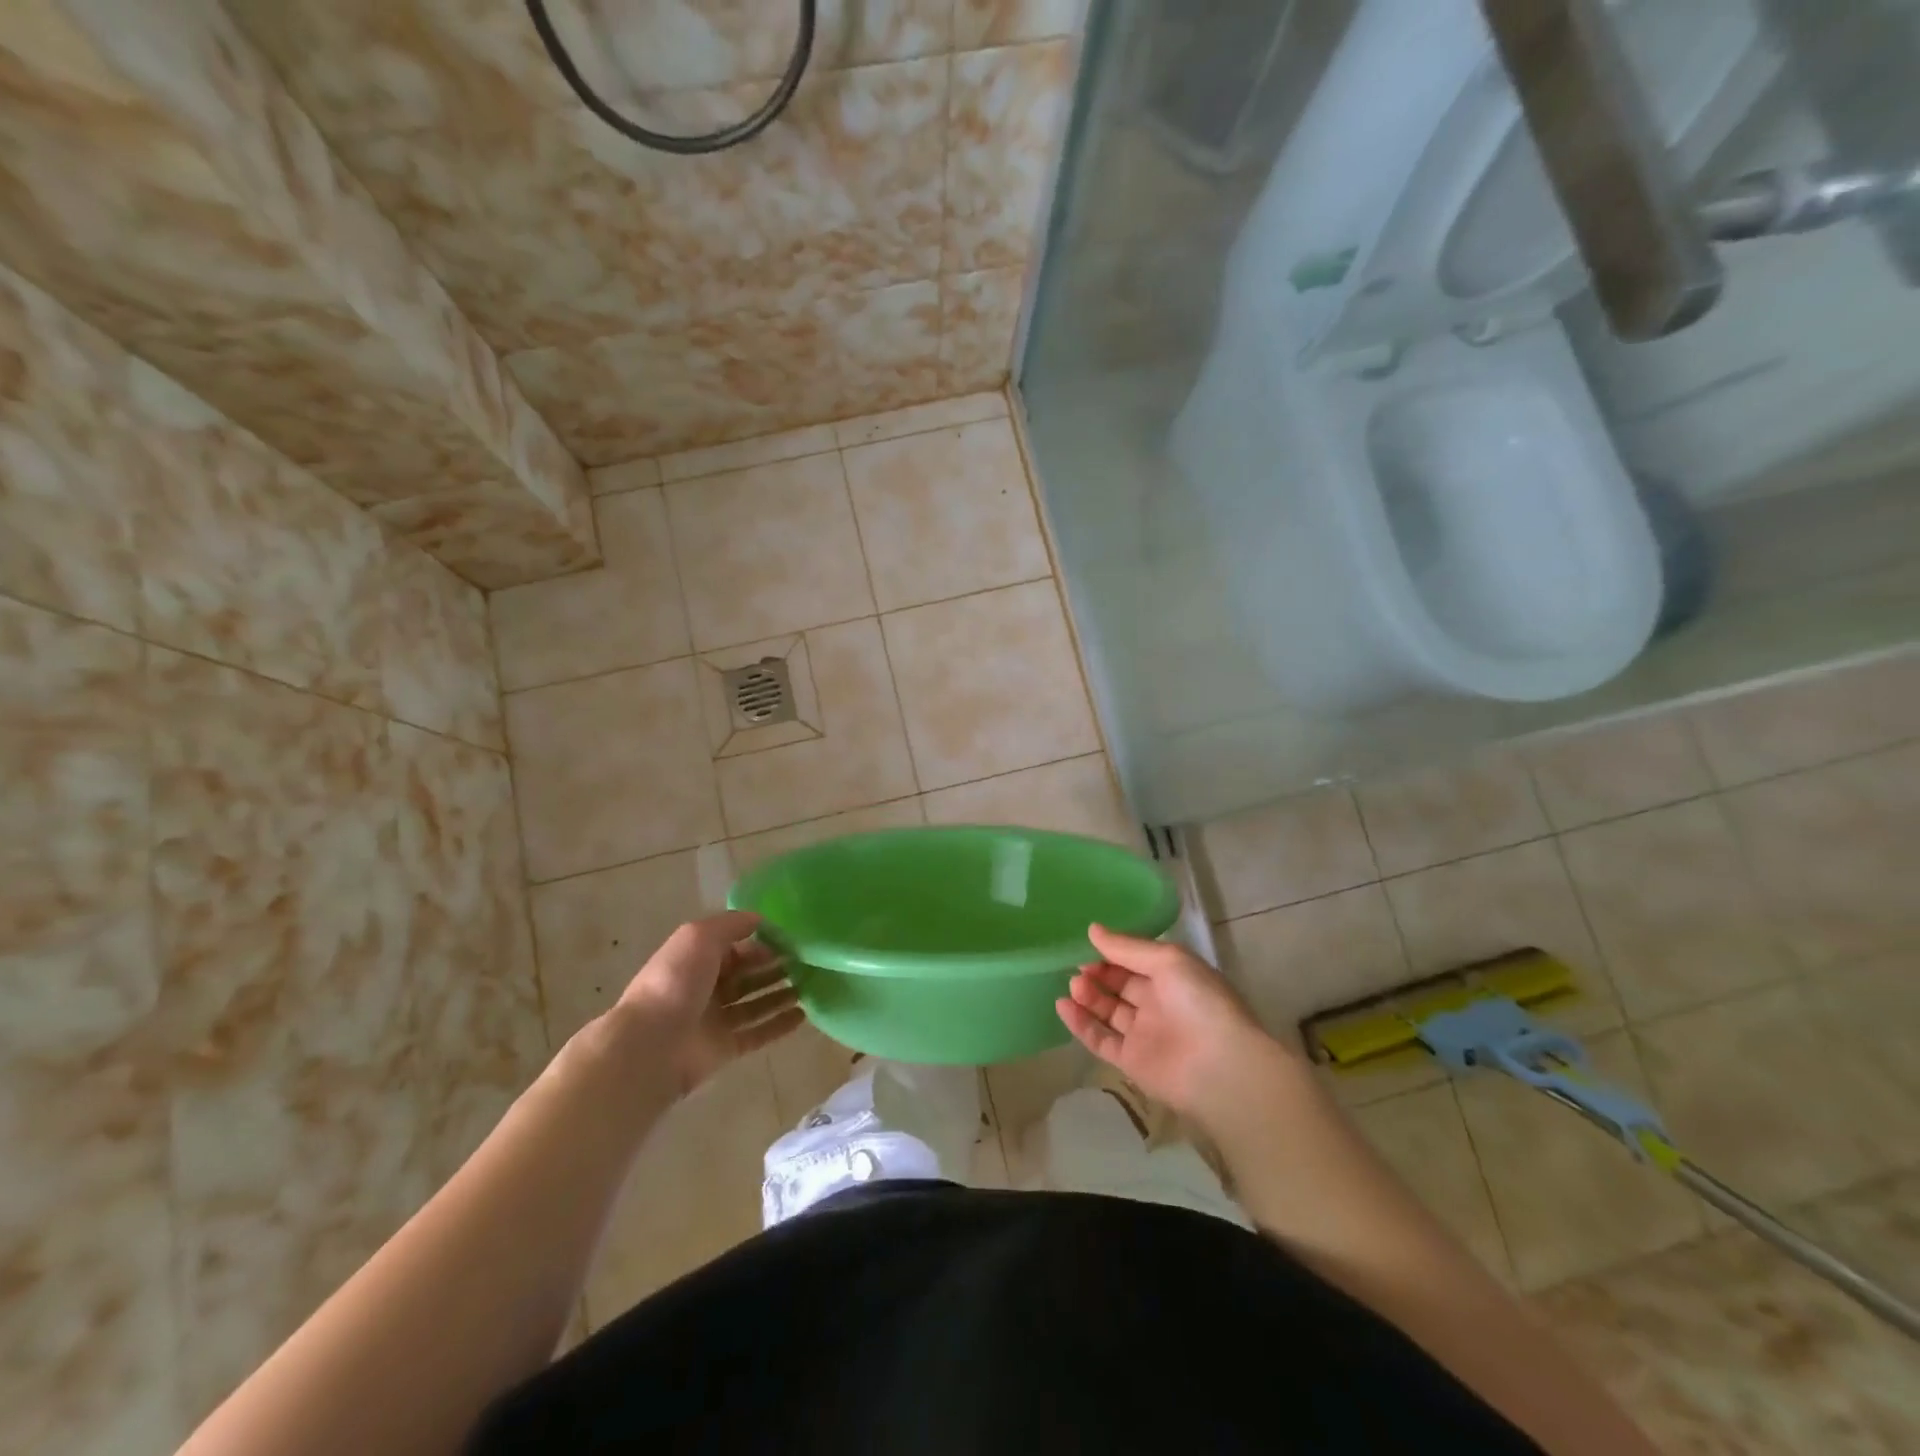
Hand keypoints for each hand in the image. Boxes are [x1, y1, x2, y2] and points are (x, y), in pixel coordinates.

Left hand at [614, 912, 804, 1094]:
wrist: (652, 1044)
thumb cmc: (676, 981)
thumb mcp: (700, 936)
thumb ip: (731, 924)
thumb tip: (760, 920)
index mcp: (696, 959)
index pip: (736, 948)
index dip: (762, 943)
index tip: (792, 941)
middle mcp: (706, 987)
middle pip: (747, 974)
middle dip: (775, 967)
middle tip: (808, 963)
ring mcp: (716, 1019)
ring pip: (755, 1003)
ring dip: (781, 994)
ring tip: (811, 986)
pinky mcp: (726, 1048)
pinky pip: (758, 1033)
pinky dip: (780, 1024)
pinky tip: (804, 1015)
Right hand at [1056, 924, 1290, 1122]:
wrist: (1221, 1066)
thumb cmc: (1200, 1002)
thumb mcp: (1168, 960)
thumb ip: (1128, 947)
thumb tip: (1093, 930)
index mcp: (1174, 978)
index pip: (1136, 961)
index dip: (1112, 953)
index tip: (1087, 945)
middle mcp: (1159, 1004)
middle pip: (1121, 985)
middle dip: (1098, 974)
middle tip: (1077, 967)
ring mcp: (1145, 1034)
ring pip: (1109, 1012)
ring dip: (1088, 997)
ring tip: (1072, 985)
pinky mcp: (1132, 1062)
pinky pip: (1101, 1040)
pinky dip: (1081, 1024)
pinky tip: (1062, 1006)